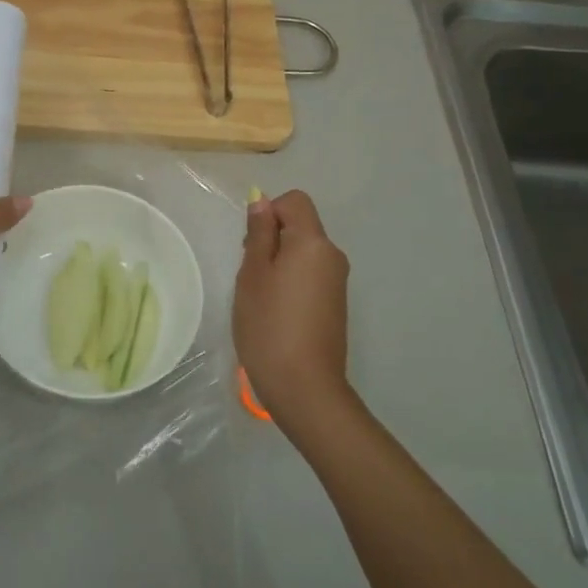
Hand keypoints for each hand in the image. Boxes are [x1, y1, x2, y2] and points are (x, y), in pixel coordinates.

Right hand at [234, 190, 351, 439]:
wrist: (304, 386)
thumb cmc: (269, 324)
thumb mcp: (253, 274)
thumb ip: (259, 233)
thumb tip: (262, 201)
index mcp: (314, 242)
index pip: (295, 201)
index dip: (269, 212)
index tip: (251, 244)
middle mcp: (333, 256)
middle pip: (301, 226)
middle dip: (272, 239)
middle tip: (249, 274)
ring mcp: (338, 282)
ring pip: (304, 253)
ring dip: (280, 262)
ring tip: (260, 297)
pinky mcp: (336, 305)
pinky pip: (311, 275)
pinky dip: (292, 282)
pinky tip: (276, 312)